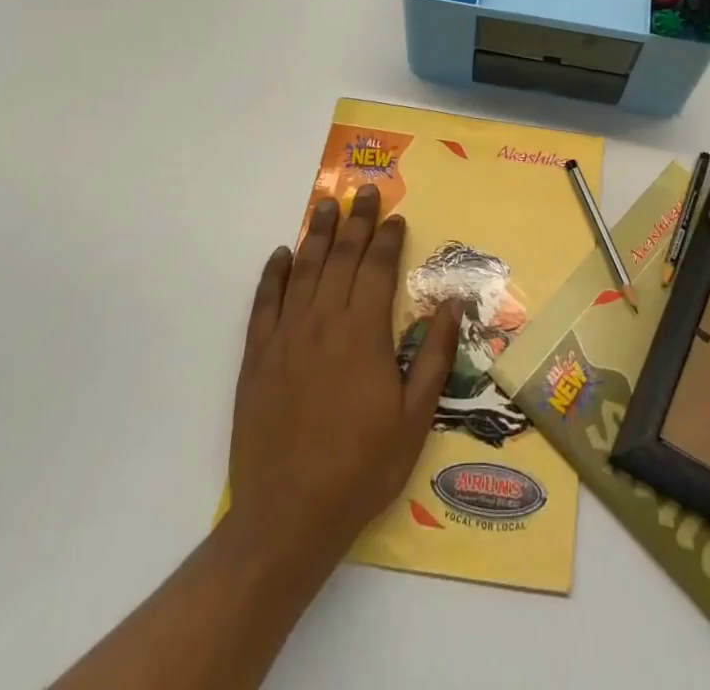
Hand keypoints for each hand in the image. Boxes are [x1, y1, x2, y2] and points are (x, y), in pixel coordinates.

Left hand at [225, 185, 461, 589]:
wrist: (288, 518)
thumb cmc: (361, 468)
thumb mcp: (415, 418)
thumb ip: (434, 356)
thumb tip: (452, 304)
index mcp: (363, 333)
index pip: (377, 268)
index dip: (387, 238)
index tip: (395, 217)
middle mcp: (323, 323)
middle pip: (341, 258)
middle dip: (355, 221)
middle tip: (364, 191)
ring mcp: (285, 338)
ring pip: (303, 271)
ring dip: (316, 234)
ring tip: (325, 205)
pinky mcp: (256, 359)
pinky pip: (264, 304)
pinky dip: (273, 275)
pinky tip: (280, 255)